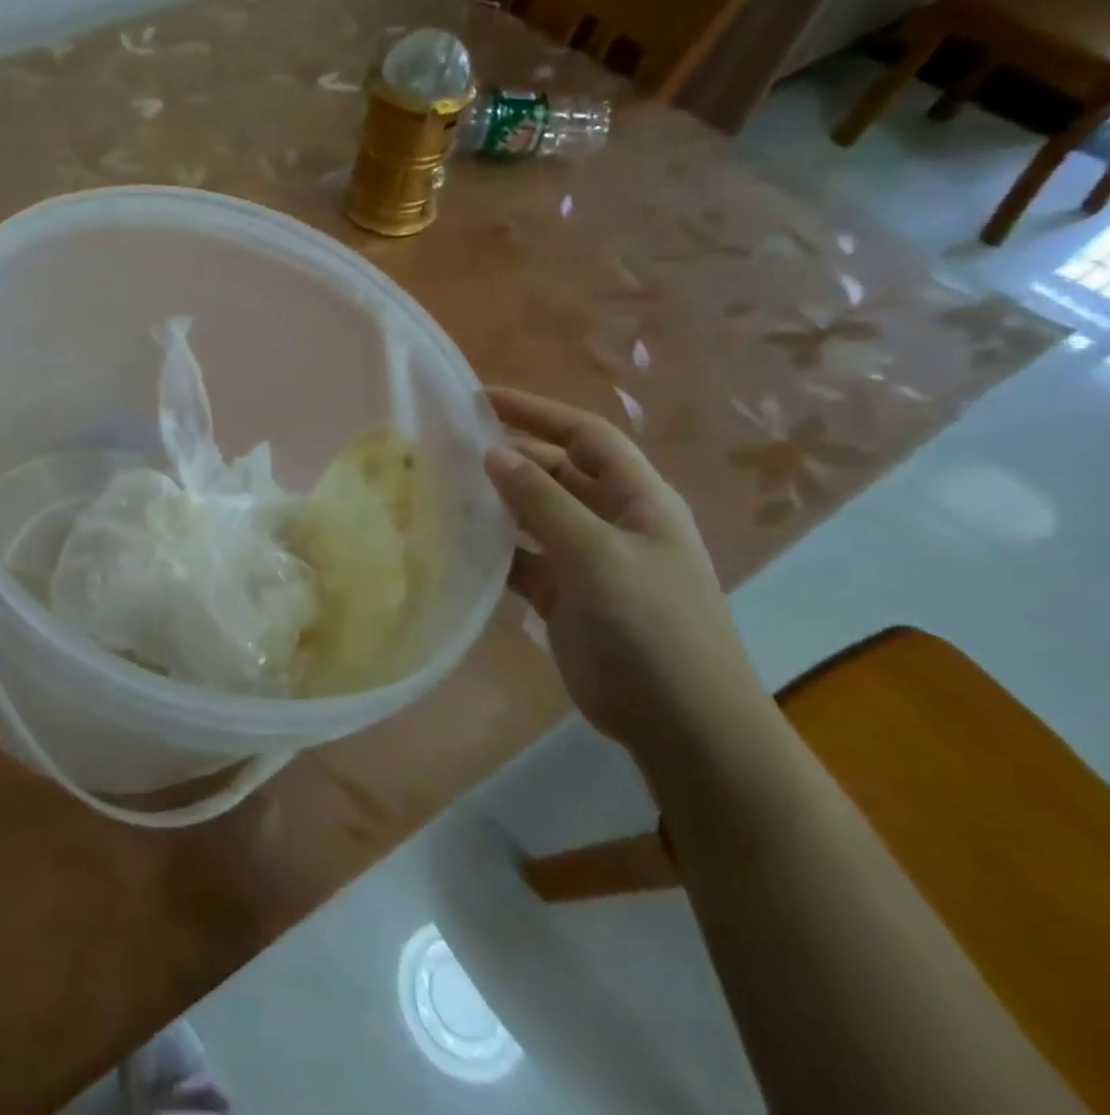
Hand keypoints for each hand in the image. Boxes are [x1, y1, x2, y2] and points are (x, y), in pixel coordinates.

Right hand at [482, 388, 773, 771]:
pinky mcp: (565, 598)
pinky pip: (522, 560)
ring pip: (534, 516)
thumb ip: (543, 504)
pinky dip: (493, 551)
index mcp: (639, 500)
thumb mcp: (598, 558)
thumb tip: (494, 453)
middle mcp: (613, 522)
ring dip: (496, 503)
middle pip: (556, 473)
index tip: (481, 399)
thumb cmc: (653, 630)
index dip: (537, 412)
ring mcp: (588, 562)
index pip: (585, 437)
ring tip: (442, 490)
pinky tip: (456, 545)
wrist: (682, 727)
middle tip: (449, 449)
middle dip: (510, 457)